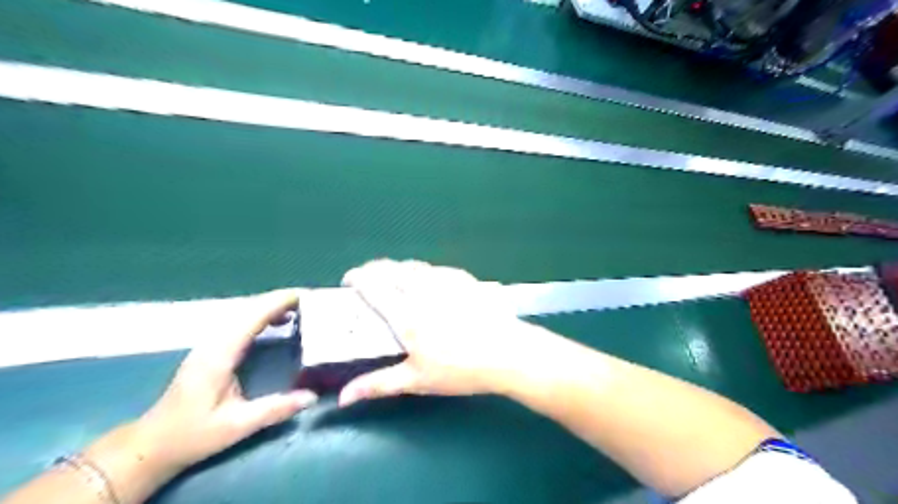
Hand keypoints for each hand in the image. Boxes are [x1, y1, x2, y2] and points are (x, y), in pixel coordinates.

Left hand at [131, 289, 317, 474]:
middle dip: (279, 300)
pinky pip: (241, 322)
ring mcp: (210, 344)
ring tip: (300, 308)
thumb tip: (312, 396)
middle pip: (248, 309)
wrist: (152, 444)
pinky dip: (263, 316)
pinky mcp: (212, 349)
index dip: (277, 303)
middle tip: (310, 300)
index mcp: (219, 355)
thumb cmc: (192, 435)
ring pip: (244, 313)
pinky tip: (278, 322)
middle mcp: (214, 342)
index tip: (304, 295)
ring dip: (271, 306)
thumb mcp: (236, 426)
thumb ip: (275, 409)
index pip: (251, 318)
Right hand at [340, 260, 526, 405]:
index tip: (348, 281)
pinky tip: (427, 280)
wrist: (508, 353)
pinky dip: (423, 271)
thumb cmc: (460, 369)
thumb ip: (378, 384)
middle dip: (373, 269)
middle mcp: (423, 291)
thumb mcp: (416, 380)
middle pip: (391, 269)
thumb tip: (342, 398)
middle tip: (367, 279)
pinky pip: (436, 268)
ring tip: (393, 278)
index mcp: (406, 315)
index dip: (357, 278)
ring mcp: (446, 281)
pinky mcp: (465, 279)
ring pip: (414, 265)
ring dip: (397, 268)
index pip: (374, 286)